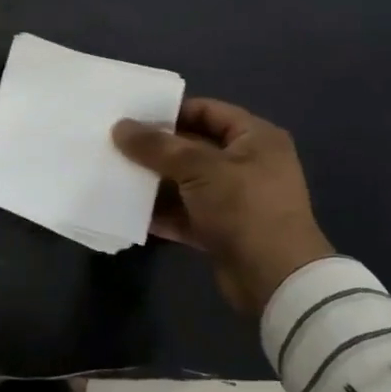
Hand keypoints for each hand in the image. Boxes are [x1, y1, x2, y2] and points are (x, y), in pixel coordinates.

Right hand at [112, 99, 334, 312]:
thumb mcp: (198, 168)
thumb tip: (119, 127)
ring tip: (114, 174)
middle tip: (115, 145)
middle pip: (192, 147)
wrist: (276, 280)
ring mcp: (234, 199)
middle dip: (155, 149)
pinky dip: (160, 212)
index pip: (207, 111)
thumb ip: (156, 146)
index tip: (132, 117)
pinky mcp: (221, 230)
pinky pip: (184, 213)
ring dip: (153, 181)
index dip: (170, 111)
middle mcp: (247, 164)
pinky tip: (127, 210)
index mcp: (254, 138)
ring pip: (185, 182)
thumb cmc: (244, 208)